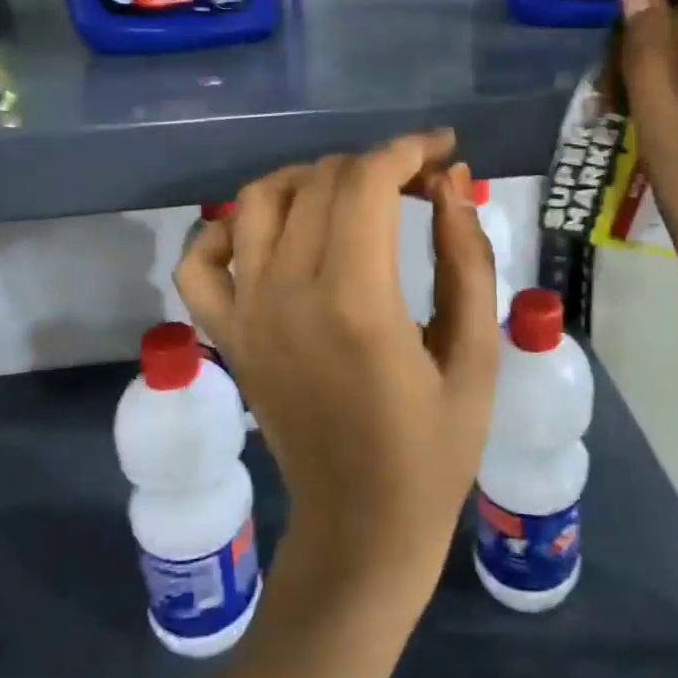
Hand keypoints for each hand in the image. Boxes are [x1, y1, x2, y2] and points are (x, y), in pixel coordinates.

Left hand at [176, 131, 500, 603]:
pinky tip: (268, 233)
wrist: (361, 528)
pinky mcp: (226, 334)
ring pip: (258, 200)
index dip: (408, 149)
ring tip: (352, 196)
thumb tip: (450, 180)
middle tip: (418, 182)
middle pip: (320, 181)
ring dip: (308, 179)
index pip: (367, 182)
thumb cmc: (434, 450)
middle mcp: (288, 294)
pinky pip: (200, 260)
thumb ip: (466, 257)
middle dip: (375, 163)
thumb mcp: (477, 354)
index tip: (443, 149)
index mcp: (357, 303)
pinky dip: (225, 229)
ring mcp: (246, 313)